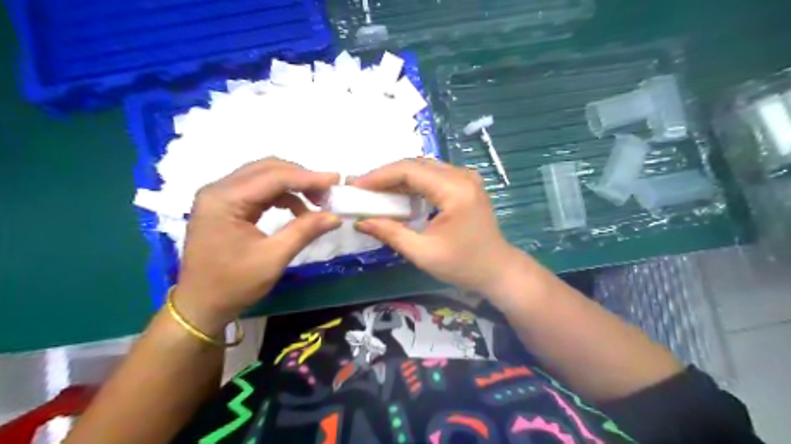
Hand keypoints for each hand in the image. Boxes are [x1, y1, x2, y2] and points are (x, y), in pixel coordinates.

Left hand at [174, 158, 338, 333]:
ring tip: (317, 202)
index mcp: (224, 199)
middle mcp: (219, 189)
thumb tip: (335, 217)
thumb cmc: (233, 284)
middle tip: (328, 192)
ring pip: (265, 177)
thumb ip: (305, 231)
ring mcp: (221, 196)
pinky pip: (260, 191)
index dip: (308, 177)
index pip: (274, 177)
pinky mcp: (226, 205)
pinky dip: (282, 196)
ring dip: (294, 186)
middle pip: (268, 169)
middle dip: (302, 178)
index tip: (336, 180)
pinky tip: (298, 210)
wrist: (200, 306)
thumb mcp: (273, 258)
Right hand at [350, 158, 530, 298]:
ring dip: (398, 177)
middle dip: (386, 175)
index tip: (356, 186)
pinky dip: (413, 183)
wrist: (497, 269)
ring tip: (374, 190)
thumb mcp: (423, 253)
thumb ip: (390, 233)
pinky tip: (398, 193)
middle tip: (361, 188)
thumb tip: (360, 222)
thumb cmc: (463, 265)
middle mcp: (462, 176)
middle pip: (416, 165)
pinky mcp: (466, 184)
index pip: (410, 171)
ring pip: (424, 168)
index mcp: (455, 190)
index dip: (379, 176)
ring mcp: (466, 178)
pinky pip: (433, 175)